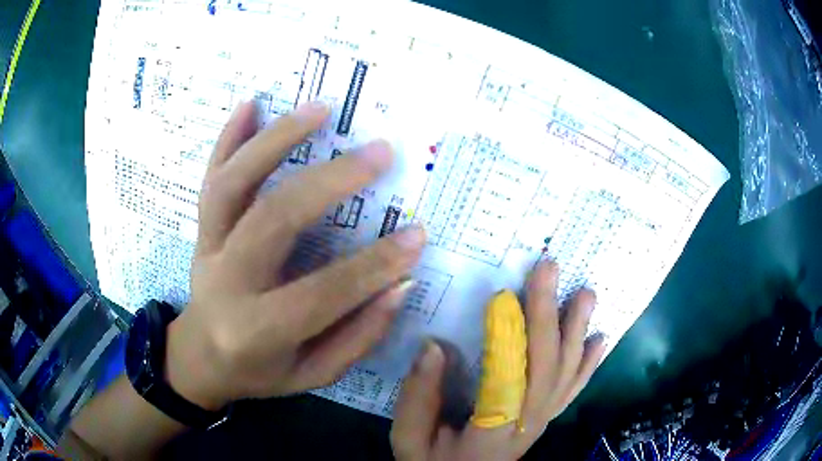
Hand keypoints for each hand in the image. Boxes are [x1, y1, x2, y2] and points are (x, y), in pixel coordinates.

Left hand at [165, 101, 425, 410]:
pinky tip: (252, 103)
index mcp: (257, 330)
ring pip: (233, 185)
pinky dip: (228, 137)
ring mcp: (206, 247)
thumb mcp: (312, 373)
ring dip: (275, 140)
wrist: (199, 358)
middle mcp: (226, 282)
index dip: (375, 265)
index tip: (418, 235)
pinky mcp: (201, 229)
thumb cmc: (258, 372)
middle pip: (273, 220)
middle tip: (380, 153)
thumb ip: (358, 335)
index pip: (323, 292)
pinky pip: (210, 178)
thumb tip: (400, 283)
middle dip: (330, 182)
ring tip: (320, 110)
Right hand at [390, 261, 605, 460]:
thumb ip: (418, 400)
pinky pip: (573, 386)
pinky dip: (588, 362)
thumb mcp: (410, 441)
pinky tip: (599, 339)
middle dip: (546, 314)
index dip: (506, 336)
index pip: (505, 379)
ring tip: (584, 293)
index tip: (502, 294)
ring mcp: (542, 419)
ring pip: (566, 371)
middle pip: (545, 365)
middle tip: (547, 268)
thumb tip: (433, 347)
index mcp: (491, 432)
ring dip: (576, 329)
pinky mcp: (545, 416)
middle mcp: (527, 423)